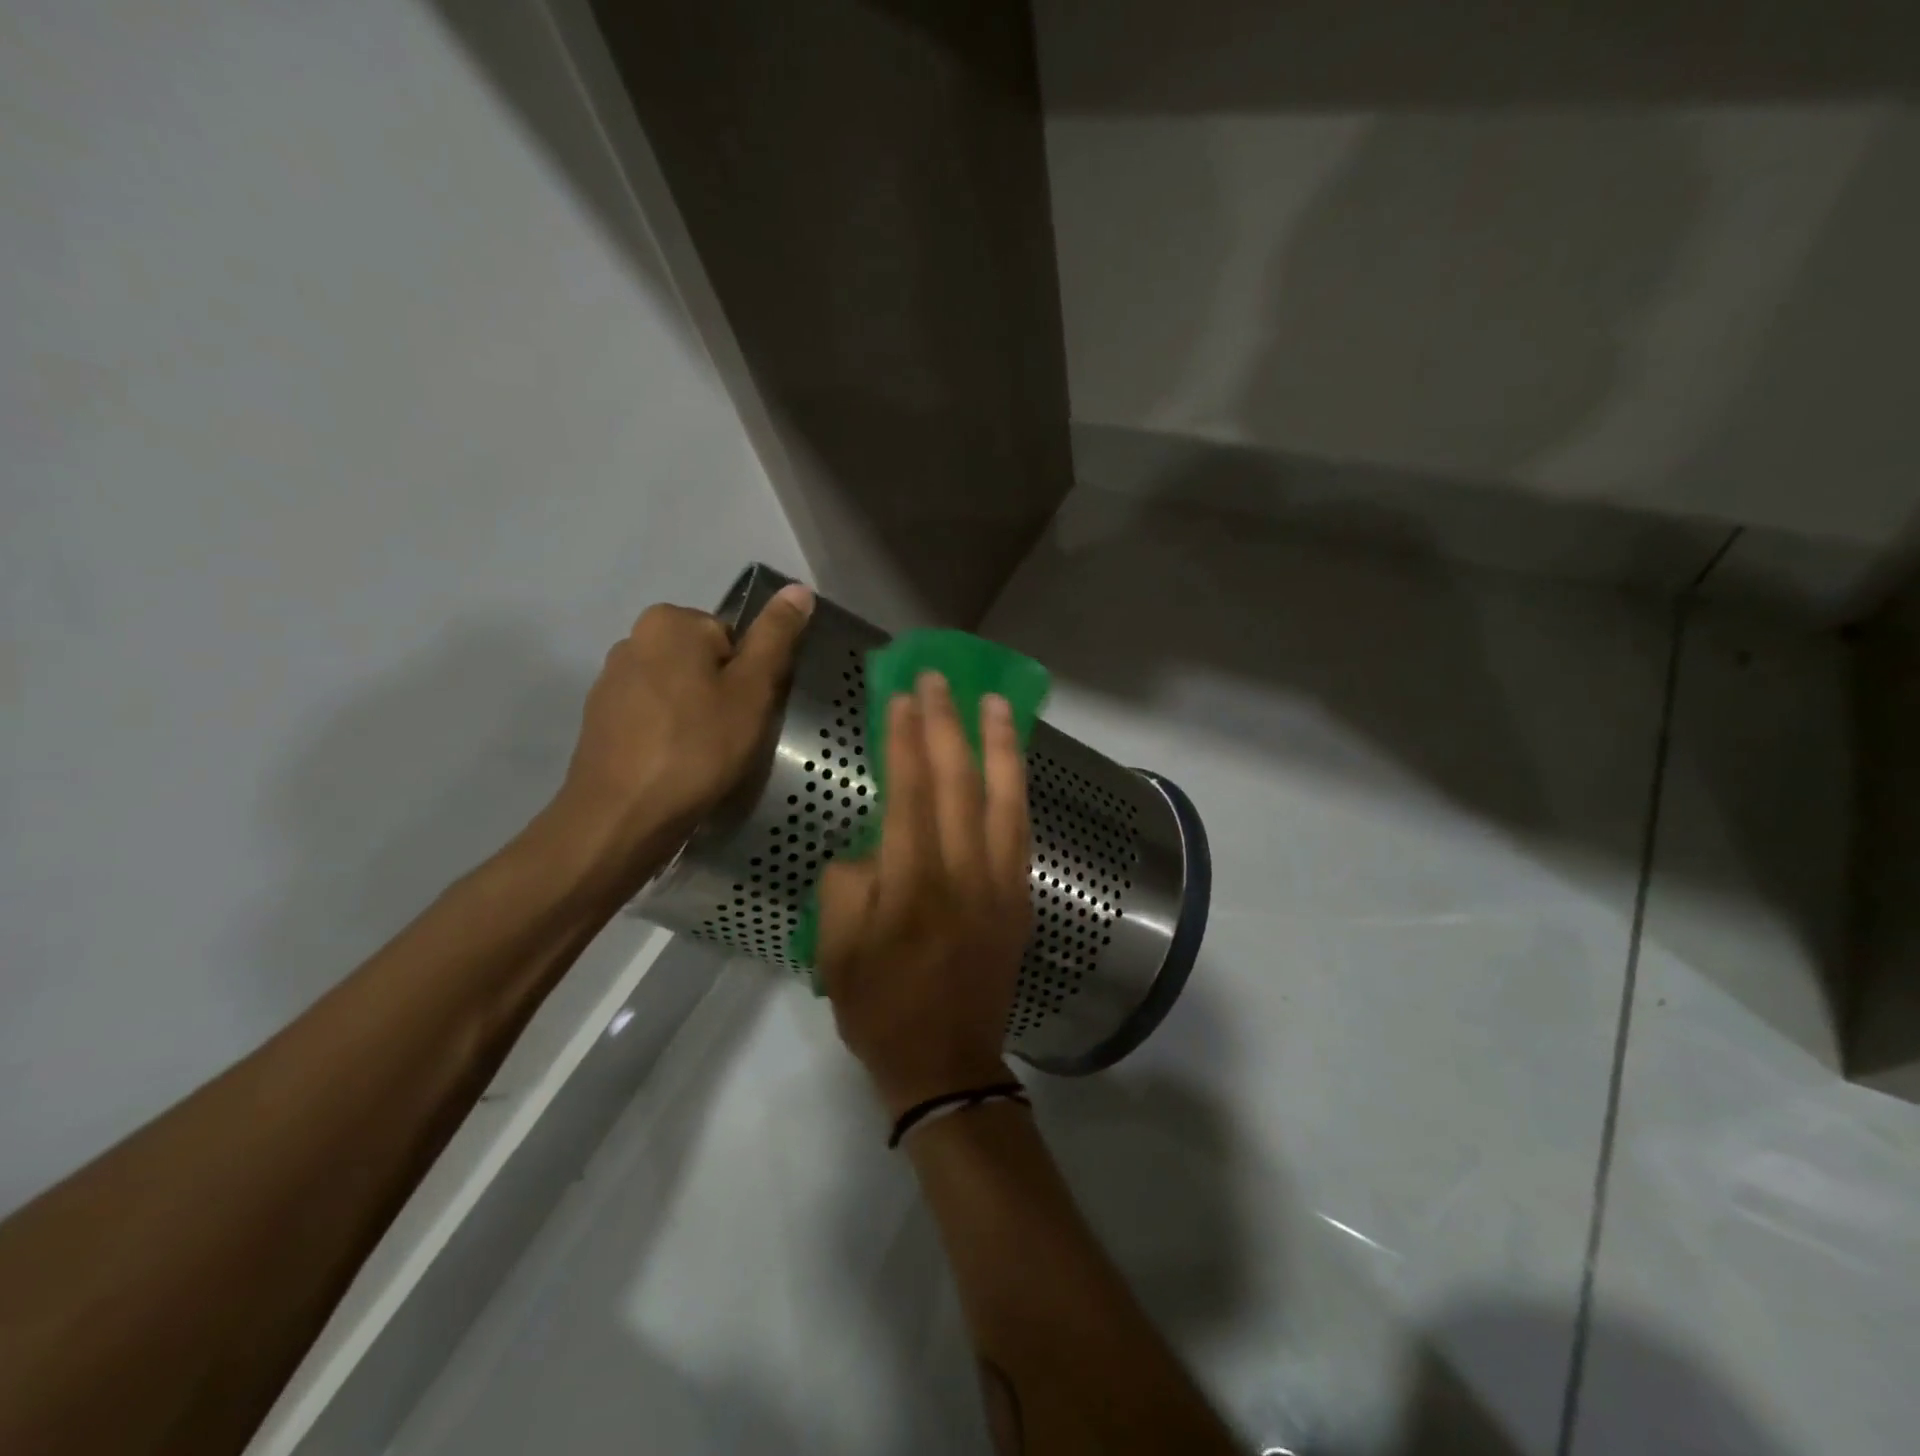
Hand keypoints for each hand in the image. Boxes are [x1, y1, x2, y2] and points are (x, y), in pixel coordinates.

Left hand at [552, 584, 813, 880]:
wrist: (622, 816)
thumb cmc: (697, 748)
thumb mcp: (752, 690)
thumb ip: (775, 637)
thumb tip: (799, 589)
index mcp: (670, 621)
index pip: (732, 637)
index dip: (749, 677)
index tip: (747, 713)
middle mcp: (633, 638)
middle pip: (704, 660)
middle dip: (721, 694)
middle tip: (730, 737)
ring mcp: (611, 680)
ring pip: (678, 690)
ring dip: (695, 716)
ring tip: (704, 757)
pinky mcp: (600, 719)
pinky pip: (653, 715)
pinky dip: (669, 734)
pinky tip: (674, 766)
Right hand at [817, 673, 1032, 1119]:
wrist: (947, 1063)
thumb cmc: (881, 1008)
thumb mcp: (836, 949)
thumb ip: (849, 882)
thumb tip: (875, 844)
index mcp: (914, 885)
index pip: (912, 793)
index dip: (907, 740)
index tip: (903, 697)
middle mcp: (965, 874)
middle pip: (961, 783)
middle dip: (950, 725)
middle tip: (941, 680)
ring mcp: (1002, 885)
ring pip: (1006, 799)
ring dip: (1000, 745)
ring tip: (997, 702)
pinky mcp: (1021, 899)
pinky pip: (1021, 831)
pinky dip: (1017, 789)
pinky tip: (1013, 764)